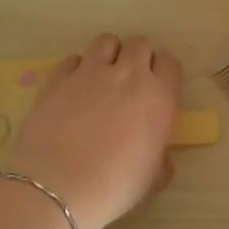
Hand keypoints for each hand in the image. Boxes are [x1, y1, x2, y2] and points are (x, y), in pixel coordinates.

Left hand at [6, 34, 180, 228]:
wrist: (59, 187)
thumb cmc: (115, 186)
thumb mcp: (152, 179)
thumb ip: (161, 161)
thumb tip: (162, 160)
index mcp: (160, 97)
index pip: (170, 63)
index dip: (162, 73)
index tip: (155, 89)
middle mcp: (129, 75)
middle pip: (139, 45)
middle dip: (137, 58)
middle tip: (128, 82)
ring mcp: (91, 72)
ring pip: (106, 41)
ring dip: (108, 54)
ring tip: (101, 77)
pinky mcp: (58, 78)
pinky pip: (72, 59)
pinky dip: (76, 69)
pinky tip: (72, 88)